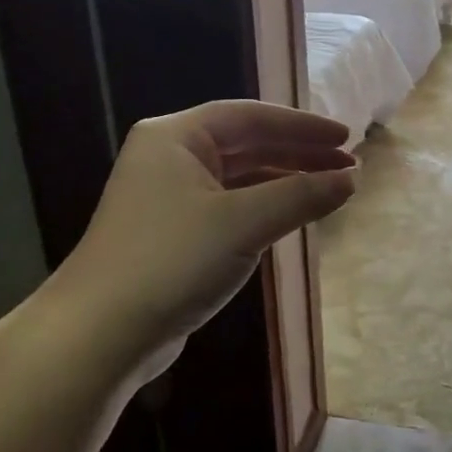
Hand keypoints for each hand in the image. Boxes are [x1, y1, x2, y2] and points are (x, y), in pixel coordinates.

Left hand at [50, 101, 356, 367]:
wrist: (100, 334)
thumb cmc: (172, 261)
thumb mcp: (244, 223)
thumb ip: (301, 195)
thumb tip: (351, 180)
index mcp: (176, 137)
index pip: (250, 117)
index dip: (302, 126)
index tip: (346, 138)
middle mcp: (169, 158)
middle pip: (245, 144)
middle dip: (298, 154)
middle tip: (348, 166)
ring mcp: (167, 196)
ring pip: (238, 177)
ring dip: (284, 181)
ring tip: (330, 189)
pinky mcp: (172, 233)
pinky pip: (229, 206)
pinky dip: (263, 207)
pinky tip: (291, 216)